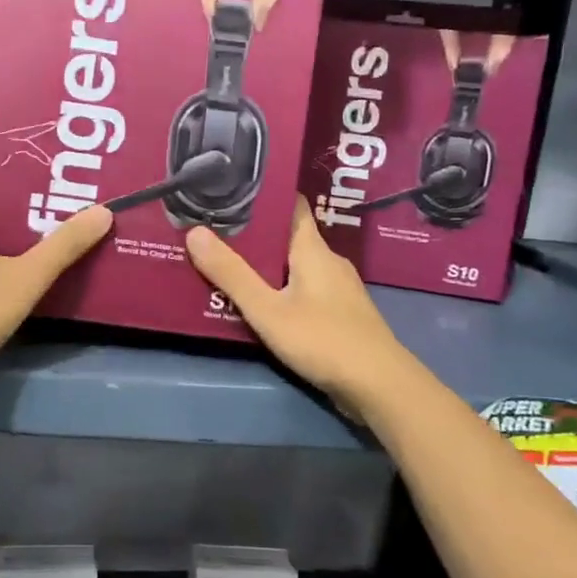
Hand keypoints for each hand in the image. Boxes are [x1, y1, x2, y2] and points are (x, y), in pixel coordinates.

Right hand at [187, 197, 414, 419]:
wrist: (381, 387)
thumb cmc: (323, 340)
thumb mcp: (267, 309)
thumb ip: (231, 274)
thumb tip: (195, 232)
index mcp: (313, 249)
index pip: (292, 205)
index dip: (265, 196)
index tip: (232, 190)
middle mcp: (329, 261)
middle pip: (289, 237)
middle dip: (255, 235)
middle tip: (215, 232)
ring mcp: (339, 289)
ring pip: (296, 265)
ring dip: (267, 265)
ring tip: (229, 266)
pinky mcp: (341, 314)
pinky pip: (305, 289)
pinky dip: (281, 289)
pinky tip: (261, 303)